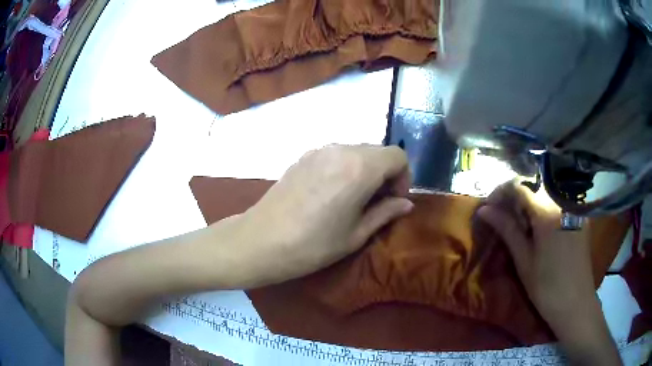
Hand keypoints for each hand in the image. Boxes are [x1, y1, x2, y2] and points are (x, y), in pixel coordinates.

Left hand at [241, 144, 412, 285]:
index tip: (394, 200)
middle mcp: (341, 149)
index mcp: (360, 167)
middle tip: (377, 202)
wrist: (261, 240)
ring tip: (354, 199)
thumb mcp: (356, 234)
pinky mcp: (303, 156)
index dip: (403, 177)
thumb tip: (406, 203)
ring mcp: (319, 150)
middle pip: (378, 151)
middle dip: (385, 173)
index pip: (398, 156)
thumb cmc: (313, 244)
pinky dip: (345, 167)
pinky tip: (332, 193)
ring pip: (357, 151)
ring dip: (365, 170)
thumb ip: (385, 212)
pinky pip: (336, 155)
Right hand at [477, 181, 595, 321]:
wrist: (575, 302)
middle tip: (503, 218)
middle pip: (534, 186)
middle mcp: (562, 201)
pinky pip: (558, 201)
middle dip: (515, 197)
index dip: (501, 193)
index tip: (489, 207)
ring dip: (529, 203)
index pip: (519, 187)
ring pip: (546, 192)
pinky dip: (544, 207)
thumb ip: (507, 229)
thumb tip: (484, 210)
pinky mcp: (579, 215)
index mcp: (547, 211)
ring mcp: (573, 206)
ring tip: (520, 225)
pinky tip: (540, 227)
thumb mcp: (524, 260)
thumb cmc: (547, 286)